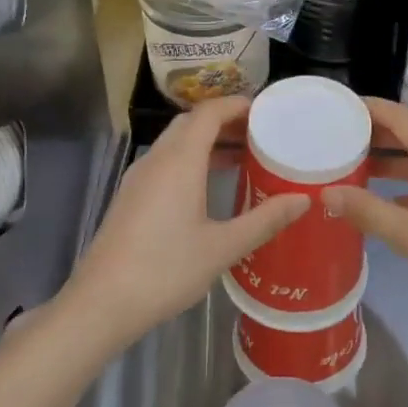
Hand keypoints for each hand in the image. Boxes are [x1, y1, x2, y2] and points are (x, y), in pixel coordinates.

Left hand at [59, 97, 308, 347]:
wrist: (104, 301)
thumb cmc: (166, 269)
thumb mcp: (223, 247)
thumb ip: (264, 220)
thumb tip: (303, 199)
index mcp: (179, 162)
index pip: (208, 113)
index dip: (236, 105)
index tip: (266, 111)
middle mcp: (156, 160)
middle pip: (190, 123)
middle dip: (224, 122)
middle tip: (259, 135)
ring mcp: (138, 179)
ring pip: (175, 144)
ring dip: (206, 143)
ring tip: (242, 159)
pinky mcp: (130, 198)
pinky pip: (165, 164)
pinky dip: (191, 161)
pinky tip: (208, 189)